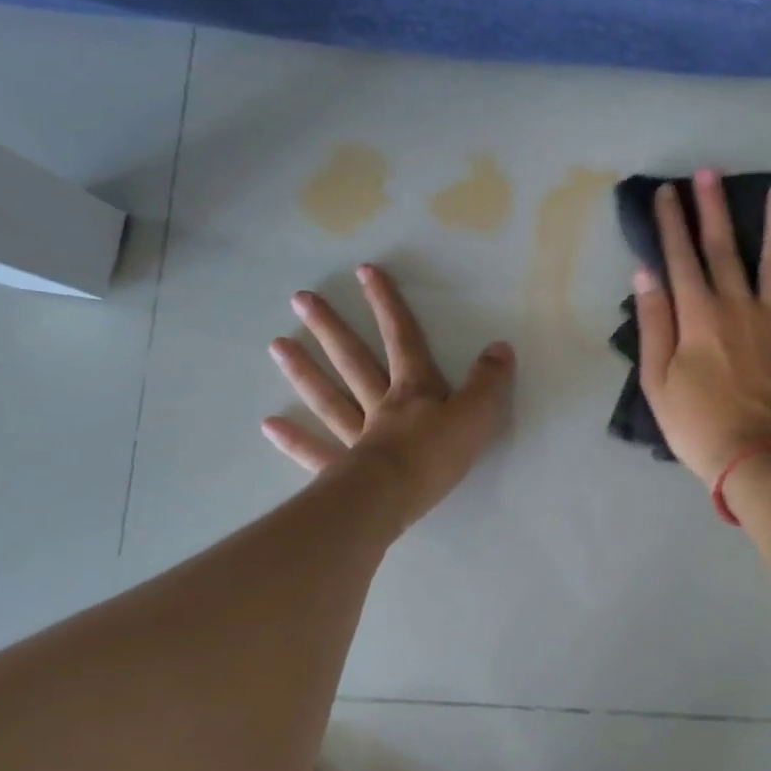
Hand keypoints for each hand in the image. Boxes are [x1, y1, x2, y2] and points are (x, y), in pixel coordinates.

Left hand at [262, 265, 514, 530]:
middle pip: (354, 361)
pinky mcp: (341, 471)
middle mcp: (380, 405)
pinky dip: (293, 439)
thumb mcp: (477, 414)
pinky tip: (269, 424)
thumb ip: (489, 381)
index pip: (402, 338)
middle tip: (300, 299)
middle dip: (331, 328)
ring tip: (277, 345)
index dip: (387, 304)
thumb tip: (500, 347)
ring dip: (305, 371)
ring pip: (329, 397)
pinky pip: (315, 451)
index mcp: (414, 389)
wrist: (393, 497)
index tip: (365, 272)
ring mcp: (356, 437)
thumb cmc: (437, 455)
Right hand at [633, 169, 770, 482]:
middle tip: (710, 172)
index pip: (680, 259)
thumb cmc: (697, 425)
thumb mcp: (657, 381)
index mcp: (698, 316)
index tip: (667, 192)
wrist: (755, 458)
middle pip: (724, 249)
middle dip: (714, 209)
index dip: (672, 224)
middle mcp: (737, 306)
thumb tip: (646, 273)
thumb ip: (653, 324)